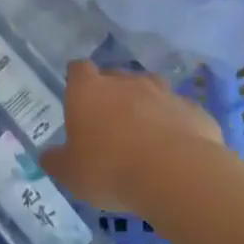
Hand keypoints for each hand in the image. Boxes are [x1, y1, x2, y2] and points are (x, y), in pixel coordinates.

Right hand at [42, 61, 226, 213]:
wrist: (176, 175)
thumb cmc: (110, 169)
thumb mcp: (71, 174)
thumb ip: (57, 161)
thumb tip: (48, 156)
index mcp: (89, 90)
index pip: (78, 69)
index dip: (77, 80)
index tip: (77, 97)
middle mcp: (126, 82)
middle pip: (116, 77)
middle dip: (112, 94)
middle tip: (109, 124)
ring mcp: (164, 93)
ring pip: (151, 90)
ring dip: (146, 106)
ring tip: (144, 134)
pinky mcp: (194, 111)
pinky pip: (180, 114)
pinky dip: (175, 126)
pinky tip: (175, 150)